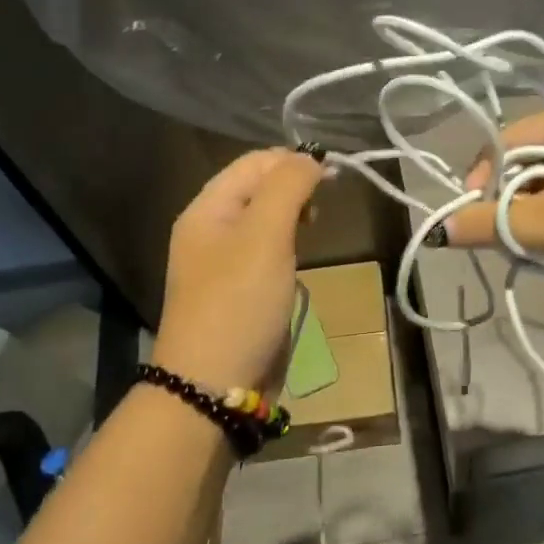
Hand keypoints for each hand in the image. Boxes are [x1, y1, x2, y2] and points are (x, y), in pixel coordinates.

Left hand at [150, 148, 325, 392]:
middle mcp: (211, 228)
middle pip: (258, 188)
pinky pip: (266, 250)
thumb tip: (311, 157)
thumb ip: (288, 187)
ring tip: (316, 225)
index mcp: (207, 208)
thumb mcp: (265, 235)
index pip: (254, 163)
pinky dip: (288, 243)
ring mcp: (224, 261)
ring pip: (265, 219)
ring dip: (294, 214)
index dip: (294, 160)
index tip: (335, 175)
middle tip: (324, 206)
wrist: (214, 385)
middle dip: (295, 186)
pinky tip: (302, 255)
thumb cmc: (239, 302)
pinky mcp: (240, 289)